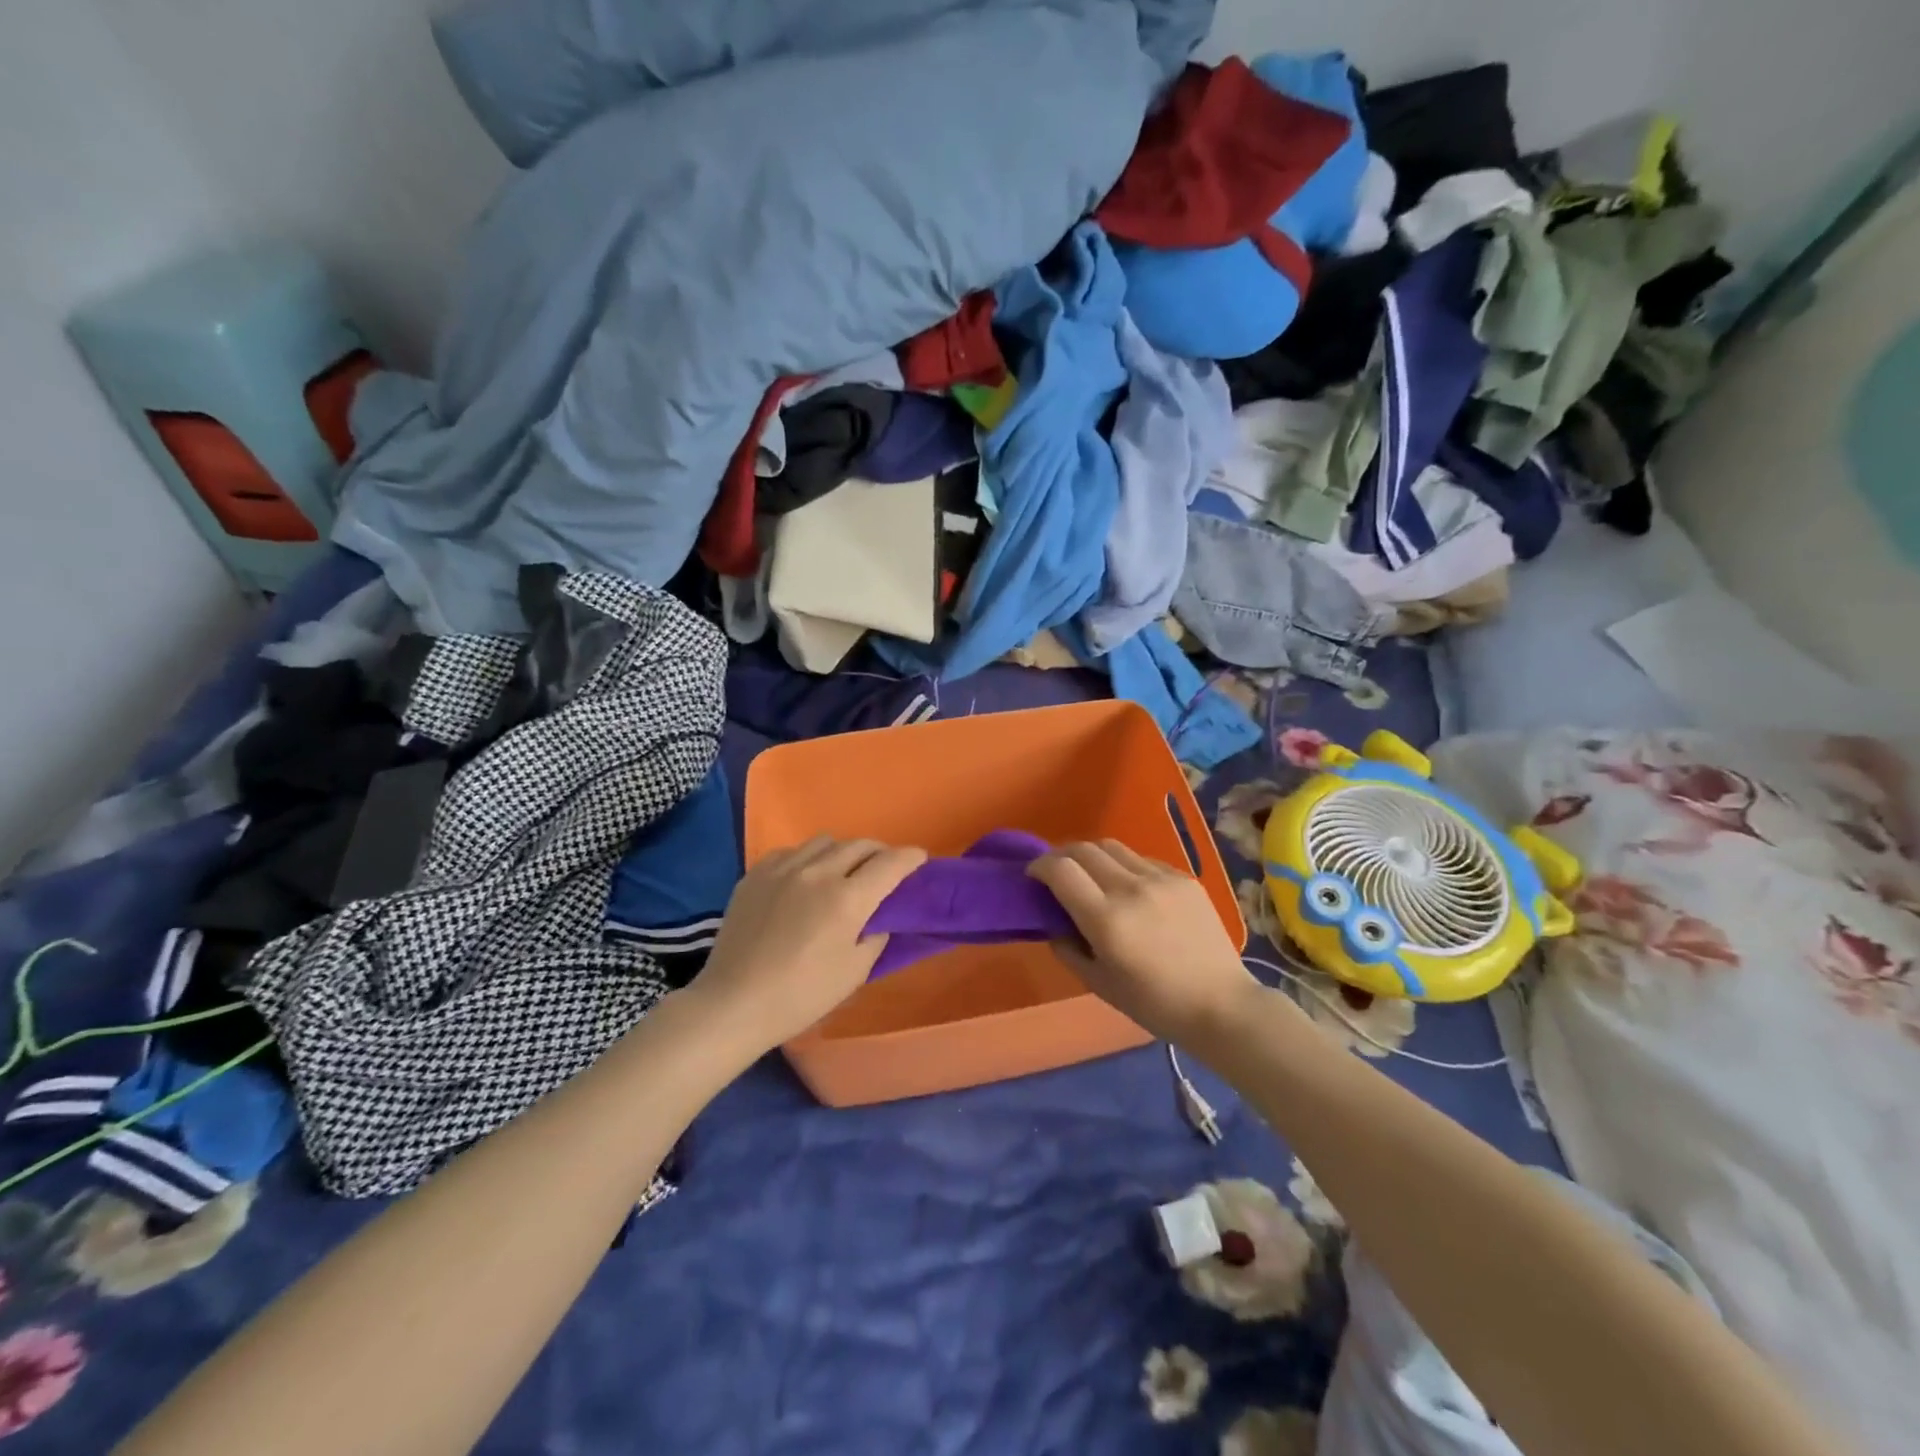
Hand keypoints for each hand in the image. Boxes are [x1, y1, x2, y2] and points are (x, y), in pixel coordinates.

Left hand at [690, 835, 926, 1054]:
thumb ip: (876, 935)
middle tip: (883, 870)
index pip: (891, 863)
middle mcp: (818, 872)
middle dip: (880, 853)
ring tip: (843, 871)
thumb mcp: (854, 973)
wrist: (734, 1003)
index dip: (911, 858)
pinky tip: (805, 878)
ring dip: (844, 852)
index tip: (920, 859)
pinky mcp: (756, 873)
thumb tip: (880, 914)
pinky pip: (792, 851)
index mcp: (847, 899)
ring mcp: (783, 868)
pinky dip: (809, 858)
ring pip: (825, 841)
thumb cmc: (801, 996)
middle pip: (860, 845)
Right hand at [1029, 840, 1259, 1046]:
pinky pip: (1142, 859)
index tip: (1033, 877)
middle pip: (1083, 849)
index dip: (1039, 867)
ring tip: (1090, 876)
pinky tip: (1128, 888)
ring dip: (1091, 856)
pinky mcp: (1184, 878)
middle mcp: (1131, 889)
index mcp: (1107, 919)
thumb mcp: (1099, 984)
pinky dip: (1123, 866)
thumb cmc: (1155, 1004)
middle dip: (1061, 856)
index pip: (1061, 870)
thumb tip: (1053, 921)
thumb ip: (1067, 948)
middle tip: (1055, 873)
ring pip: (1112, 847)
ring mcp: (1161, 879)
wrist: (1221, 1005)